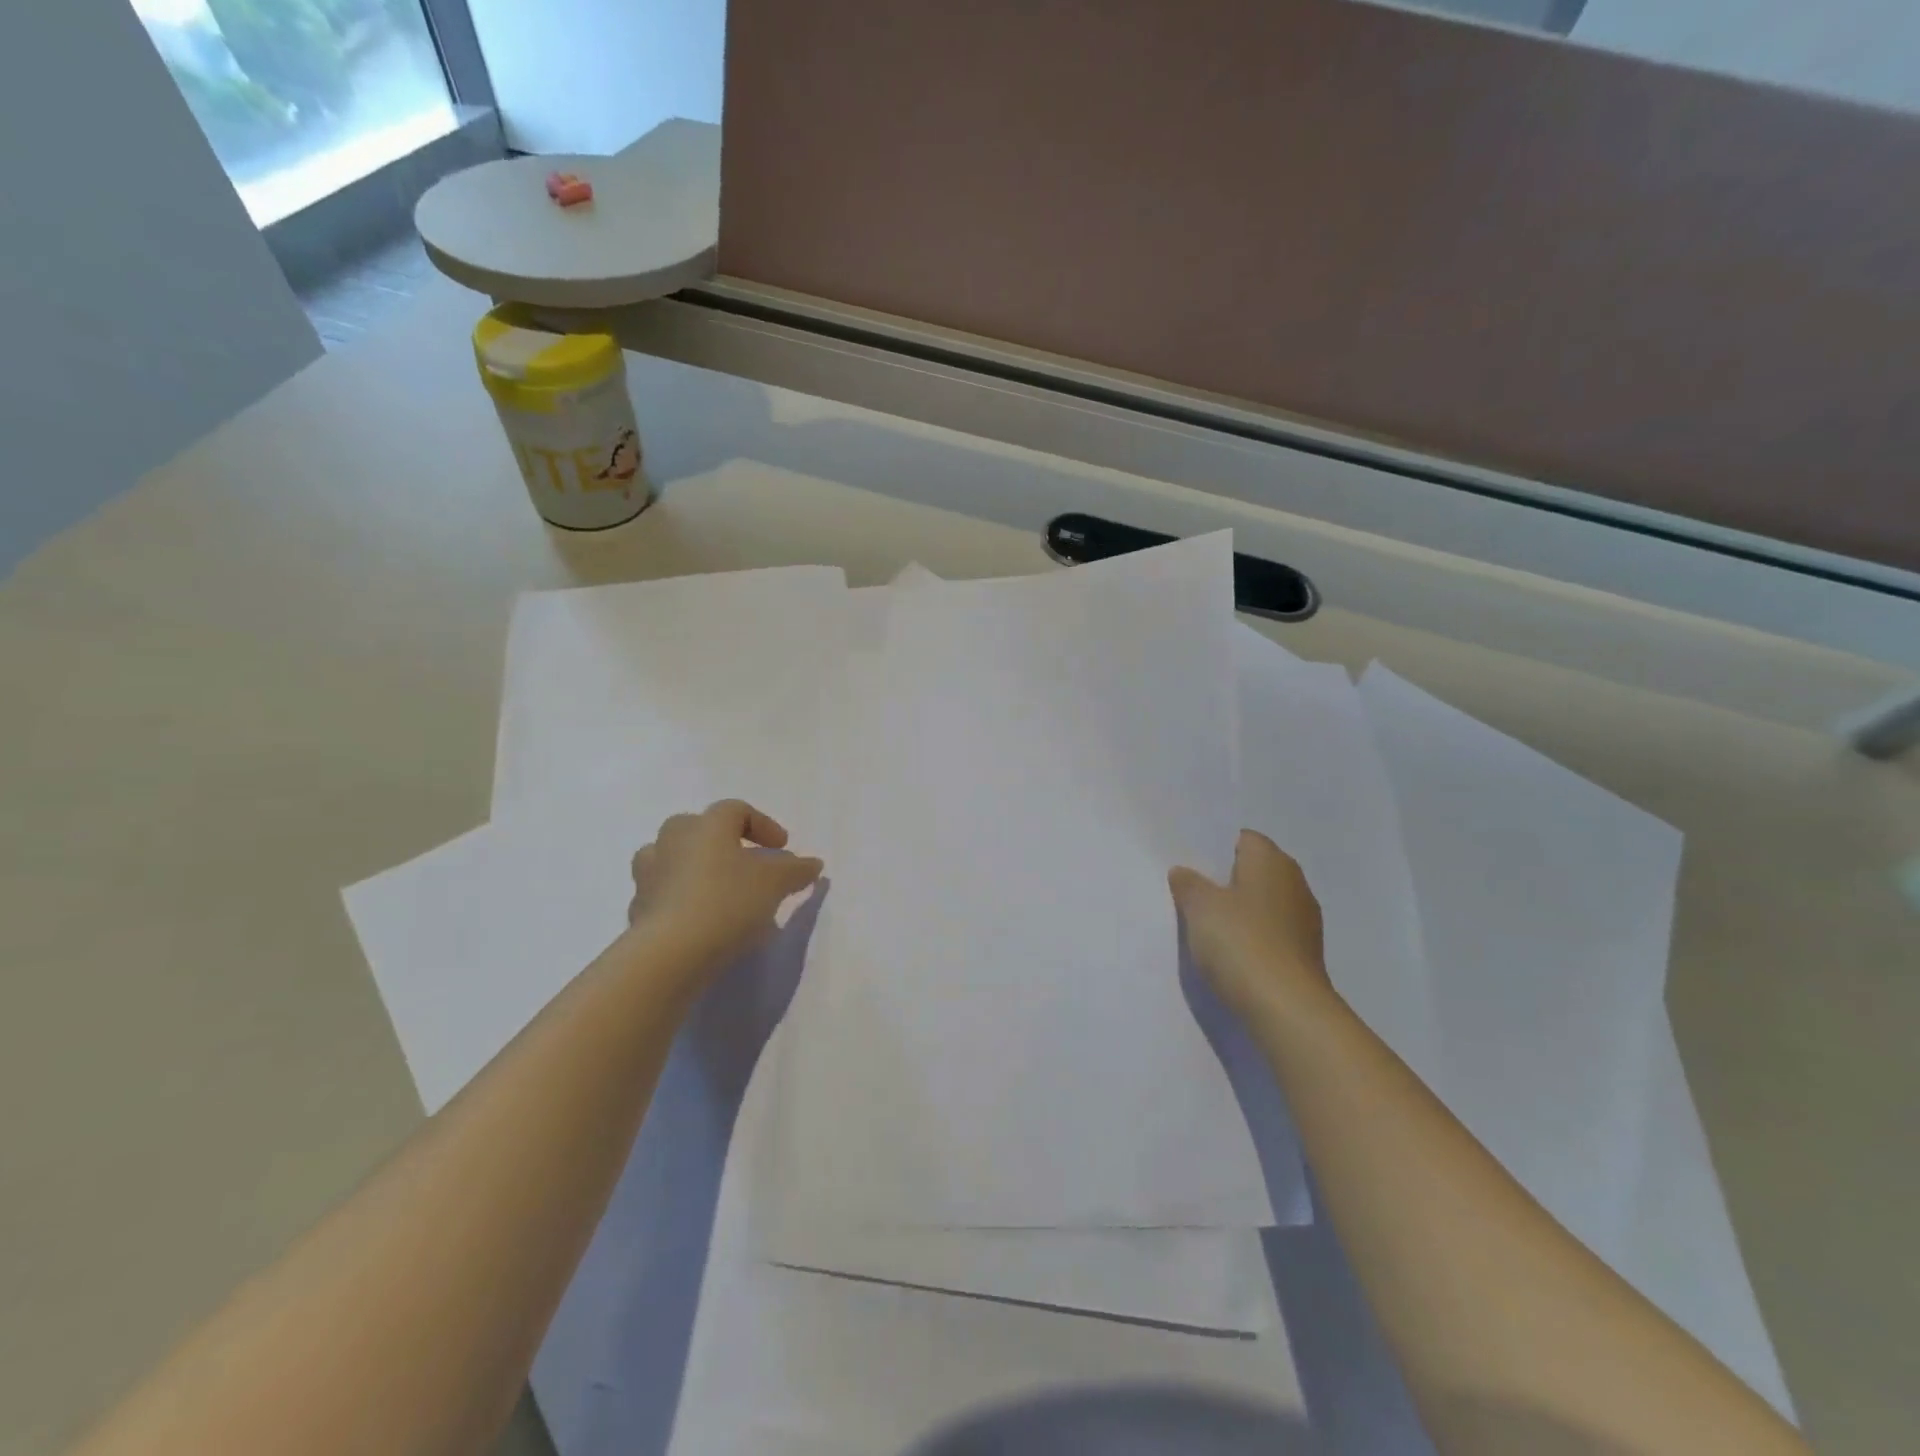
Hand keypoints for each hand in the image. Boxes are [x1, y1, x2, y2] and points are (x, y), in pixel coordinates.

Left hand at [627, 799, 824, 980]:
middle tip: (745, 863)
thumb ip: (796, 870)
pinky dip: (683, 901)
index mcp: (706, 825)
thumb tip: (812, 864)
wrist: (670, 954)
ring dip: (695, 869)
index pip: (735, 810)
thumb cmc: (728, 902)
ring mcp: (649, 875)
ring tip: (719, 892)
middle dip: (723, 842)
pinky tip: (701, 923)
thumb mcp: (775, 883)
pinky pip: (664, 895)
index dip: (763, 825)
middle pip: (697, 828)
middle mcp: (672, 840)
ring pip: (673, 859)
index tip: (783, 848)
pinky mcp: (638, 910)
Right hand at [1169, 830, 1334, 1024]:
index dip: (1221, 849)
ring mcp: (1305, 920)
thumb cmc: (1240, 941)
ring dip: (1244, 909)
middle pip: (1259, 870)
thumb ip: (1189, 885)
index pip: (1247, 840)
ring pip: (1267, 902)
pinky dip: (1255, 935)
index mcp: (1271, 861)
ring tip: (1212, 923)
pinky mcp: (1305, 953)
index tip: (1196, 865)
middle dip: (1231, 879)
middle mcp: (1294, 883)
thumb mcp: (1200, 907)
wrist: (1286, 1007)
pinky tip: (1234, 951)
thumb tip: (1183, 872)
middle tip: (1197, 892)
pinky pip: (1274, 932)